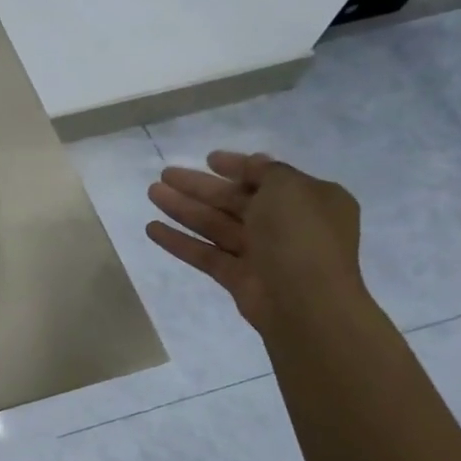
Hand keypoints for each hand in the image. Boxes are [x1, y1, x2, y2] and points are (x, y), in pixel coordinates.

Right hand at [144, 150, 364, 332]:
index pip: (267, 177)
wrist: (305, 302)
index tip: (208, 159)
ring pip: (215, 224)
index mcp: (308, 200)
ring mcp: (261, 253)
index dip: (237, 166)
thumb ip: (266, 171)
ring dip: (183, 208)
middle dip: (199, 186)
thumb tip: (253, 162)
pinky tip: (151, 228)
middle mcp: (286, 225)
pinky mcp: (238, 277)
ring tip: (152, 193)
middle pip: (234, 200)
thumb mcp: (289, 187)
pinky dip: (179, 241)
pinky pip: (205, 253)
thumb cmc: (300, 234)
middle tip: (165, 174)